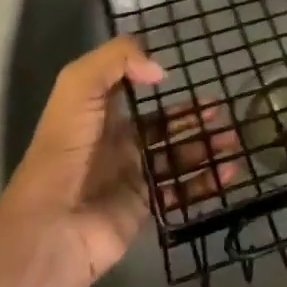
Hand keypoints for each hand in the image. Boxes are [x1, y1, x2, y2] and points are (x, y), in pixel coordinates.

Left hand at [0, 37, 241, 286]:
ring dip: (205, 146)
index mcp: (98, 113)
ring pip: (177, 156)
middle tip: (222, 109)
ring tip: (234, 138)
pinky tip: (230, 170)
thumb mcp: (79, 85)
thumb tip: (160, 71)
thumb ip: (118, 60)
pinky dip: (207, 181)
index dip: (155, 80)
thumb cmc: (66, 148)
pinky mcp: (144, 208)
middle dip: (192, 115)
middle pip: (162, 125)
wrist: (53, 225)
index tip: (186, 72)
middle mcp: (116, 143)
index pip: (131, 90)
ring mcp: (132, 177)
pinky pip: (181, 190)